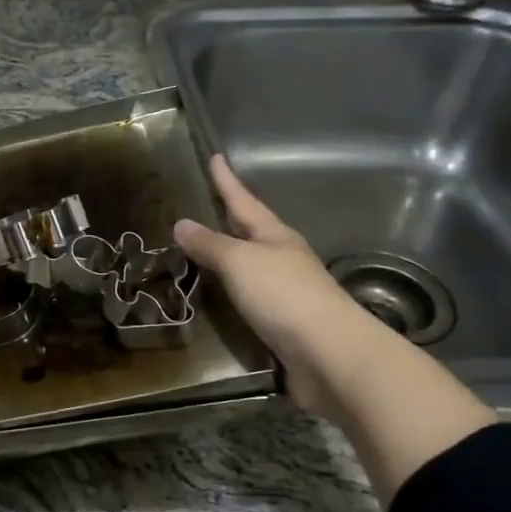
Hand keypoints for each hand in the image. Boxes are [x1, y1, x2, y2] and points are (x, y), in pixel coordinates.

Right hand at [173, 155, 372, 419]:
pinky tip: (219, 300)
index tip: (216, 156)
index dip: (227, 181)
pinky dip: (232, 295)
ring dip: (229, 259)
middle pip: (252, 232)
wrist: (328, 355)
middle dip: (230, 219)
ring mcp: (286, 294)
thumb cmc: (283, 295)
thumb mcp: (240, 262)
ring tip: (203, 252)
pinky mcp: (283, 326)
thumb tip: (182, 223)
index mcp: (276, 237)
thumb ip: (210, 244)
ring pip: (251, 268)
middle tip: (206, 205)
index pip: (244, 201)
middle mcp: (283, 260)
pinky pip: (250, 301)